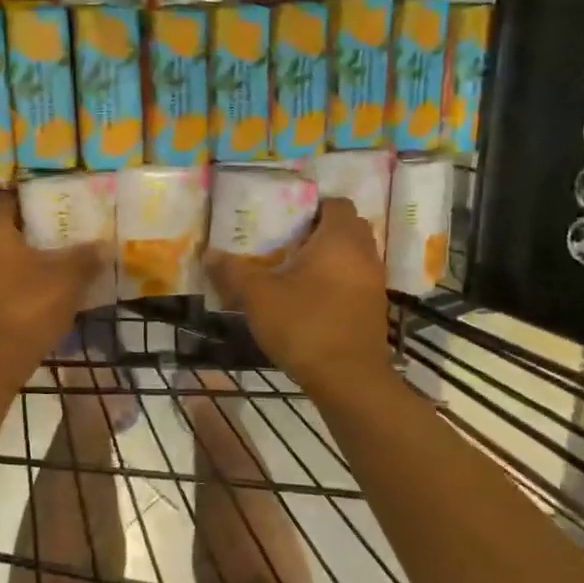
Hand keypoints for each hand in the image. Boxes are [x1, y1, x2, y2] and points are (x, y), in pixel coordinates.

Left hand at [0, 191, 104, 391]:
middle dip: (8, 224)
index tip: (48, 211)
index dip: (27, 200)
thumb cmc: (25, 311)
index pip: (3, 196)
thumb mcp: (66, 282)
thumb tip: (105, 245)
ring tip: (25, 262)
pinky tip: (8, 289)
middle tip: (37, 234)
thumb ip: (85, 259)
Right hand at [205, 198, 391, 394]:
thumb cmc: (304, 325)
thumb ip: (233, 272)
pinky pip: (355, 281)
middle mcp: (365, 254)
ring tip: (294, 272)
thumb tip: (209, 254)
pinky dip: (336, 282)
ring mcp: (375, 283)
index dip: (311, 206)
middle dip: (319, 232)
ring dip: (328, 259)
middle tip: (286, 243)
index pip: (335, 203)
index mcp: (340, 239)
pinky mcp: (375, 309)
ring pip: (352, 256)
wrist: (348, 379)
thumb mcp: (258, 297)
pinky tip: (310, 300)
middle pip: (346, 228)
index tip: (285, 219)